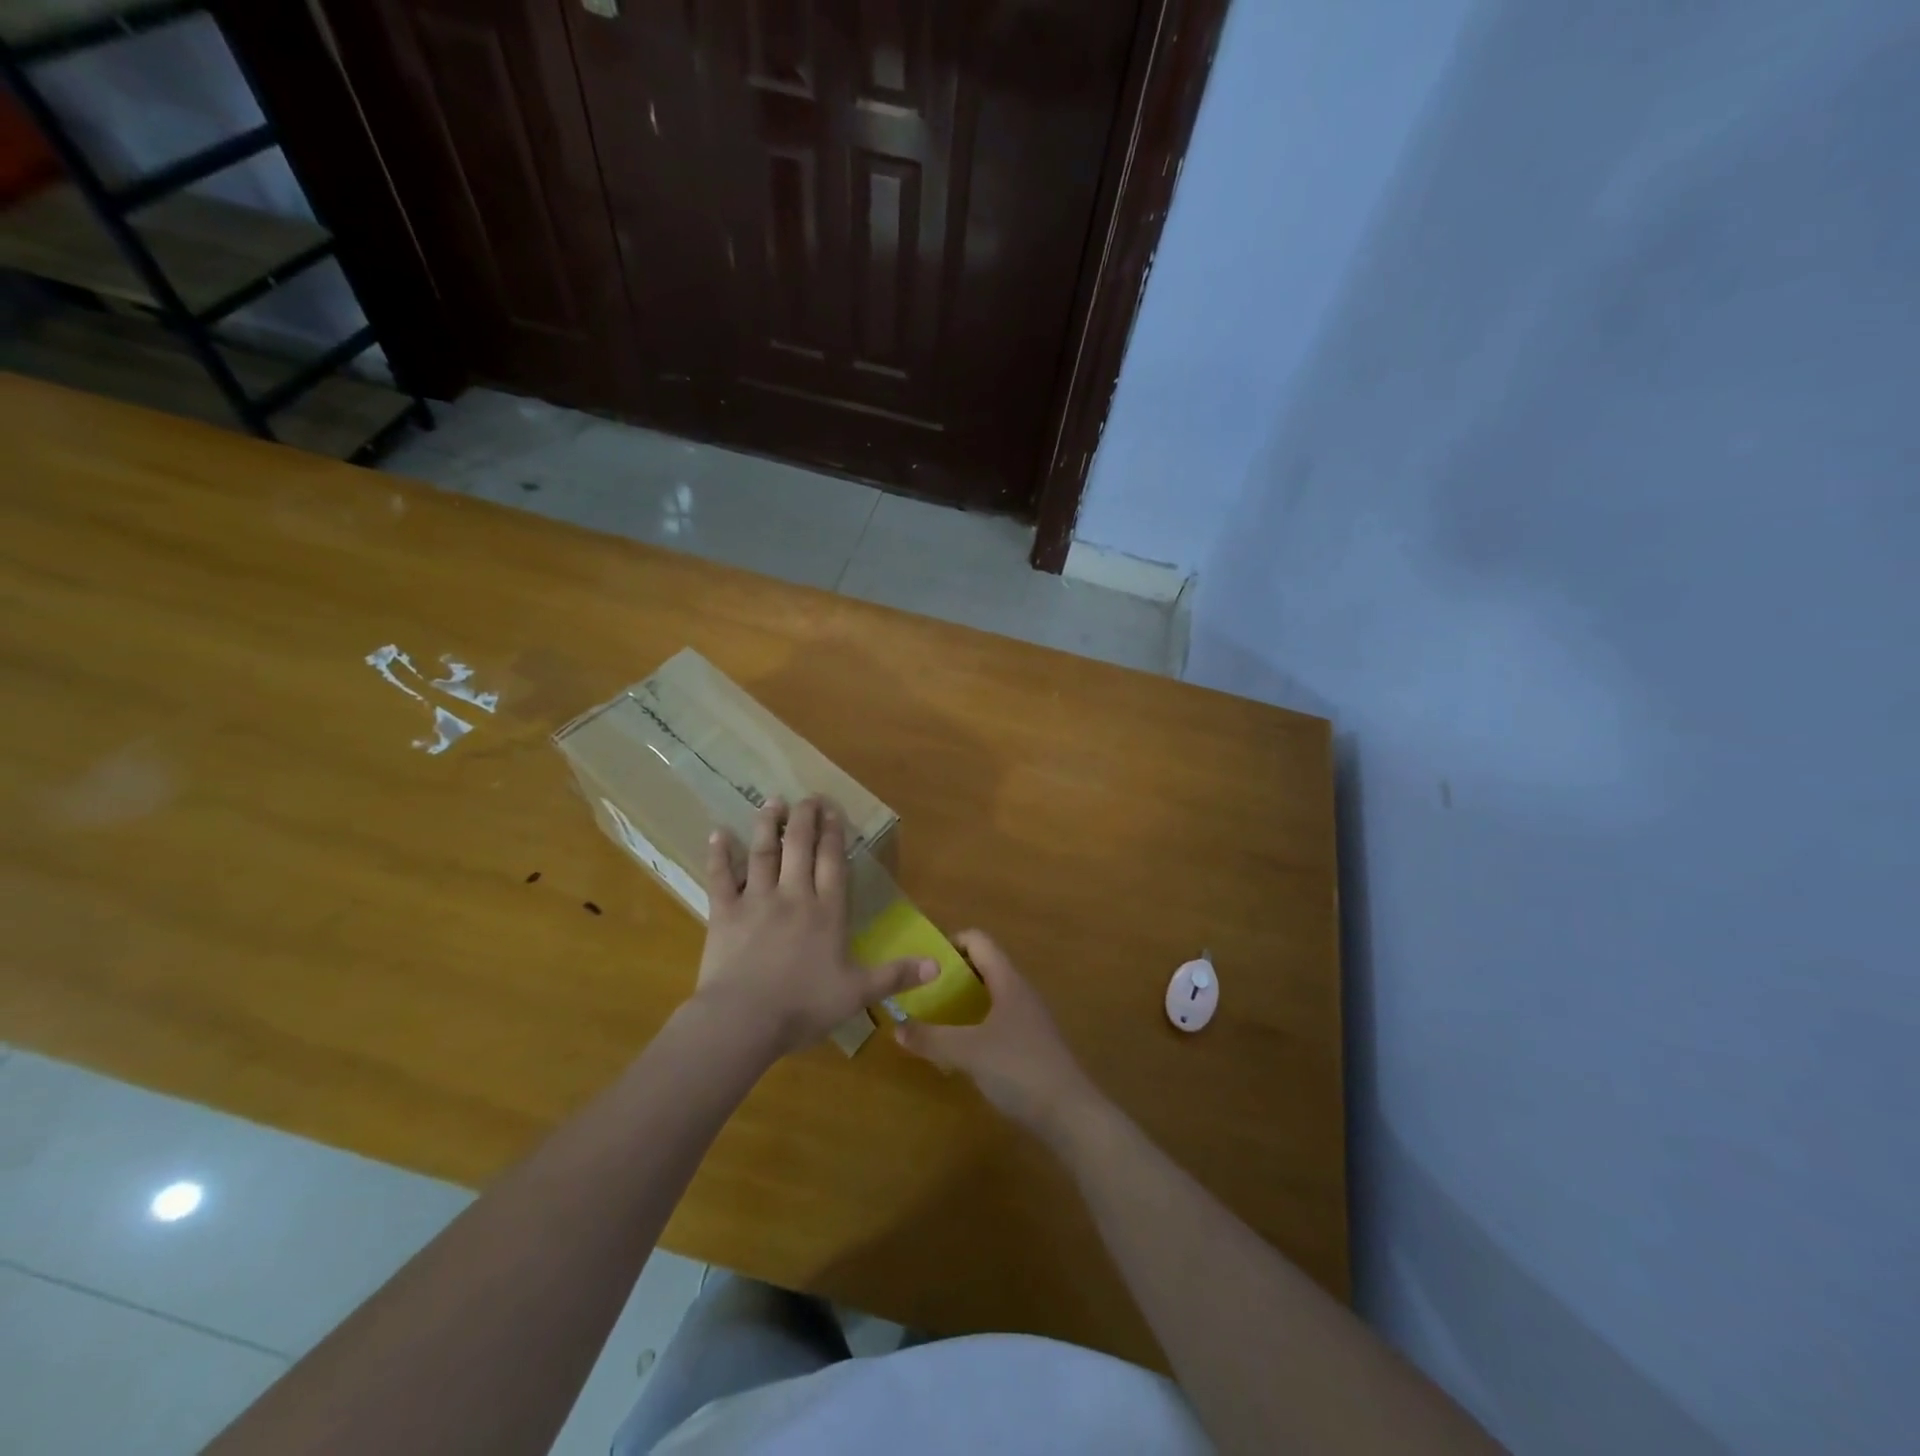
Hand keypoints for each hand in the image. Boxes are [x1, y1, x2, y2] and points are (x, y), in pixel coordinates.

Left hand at [693, 796, 935, 1058]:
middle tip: (807, 797)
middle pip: (799, 847)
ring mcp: (756, 901)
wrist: (744, 1020)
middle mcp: (794, 896)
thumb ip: (896, 975)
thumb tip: (939, 965)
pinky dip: (719, 854)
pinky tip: (717, 833)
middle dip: (804, 818)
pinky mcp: (724, 914)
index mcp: (827, 911)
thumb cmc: (804, 1006)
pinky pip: (720, 878)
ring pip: (763, 853)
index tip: (832, 808)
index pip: (833, 862)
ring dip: (767, 825)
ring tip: (772, 802)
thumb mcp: (858, 993)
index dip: (833, 833)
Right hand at [893, 930, 1103, 1143]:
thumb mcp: (967, 1052)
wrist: (1070, 1114)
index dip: (950, 943)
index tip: (923, 961)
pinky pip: (997, 1021)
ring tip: (933, 1018)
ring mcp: (1028, 1018)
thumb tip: (896, 1026)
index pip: (978, 941)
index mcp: (1008, 981)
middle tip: (921, 991)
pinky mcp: (1031, 1044)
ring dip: (962, 1002)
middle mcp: (1020, 991)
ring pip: (990, 996)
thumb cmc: (1018, 1069)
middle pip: (983, 967)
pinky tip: (959, 1049)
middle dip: (952, 975)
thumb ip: (931, 1038)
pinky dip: (975, 1025)